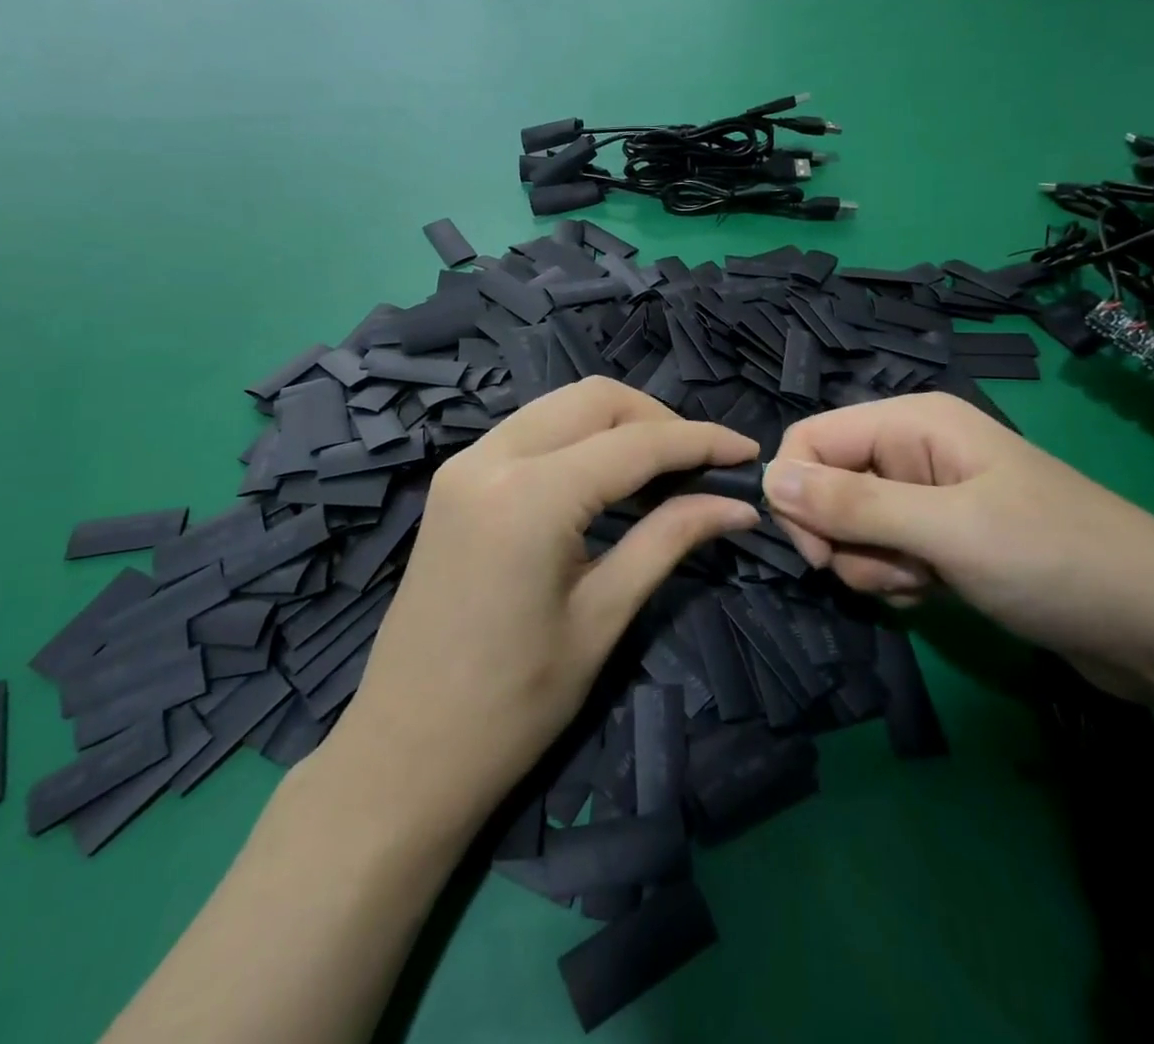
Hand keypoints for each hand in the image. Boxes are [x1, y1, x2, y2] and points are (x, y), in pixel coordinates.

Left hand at [337, 377, 759, 817]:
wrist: (405, 753)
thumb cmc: (513, 705)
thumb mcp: (602, 617)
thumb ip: (669, 540)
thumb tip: (738, 505)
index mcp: (529, 496)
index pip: (635, 443)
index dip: (699, 441)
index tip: (748, 452)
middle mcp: (490, 458)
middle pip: (593, 399)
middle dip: (657, 420)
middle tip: (701, 465)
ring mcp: (464, 464)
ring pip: (558, 406)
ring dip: (616, 424)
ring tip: (662, 471)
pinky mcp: (454, 481)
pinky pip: (529, 431)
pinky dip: (576, 438)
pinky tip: (605, 479)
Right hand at [763, 394, 1153, 697]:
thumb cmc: (1057, 562)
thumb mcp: (948, 531)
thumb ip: (853, 505)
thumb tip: (768, 479)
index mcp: (913, 421)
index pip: (811, 439)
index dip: (798, 493)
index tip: (817, 552)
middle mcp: (912, 448)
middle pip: (827, 484)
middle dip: (843, 537)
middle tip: (892, 571)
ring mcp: (928, 494)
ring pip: (851, 524)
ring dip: (872, 564)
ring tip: (927, 583)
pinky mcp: (942, 536)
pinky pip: (884, 550)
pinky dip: (895, 577)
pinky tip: (936, 592)